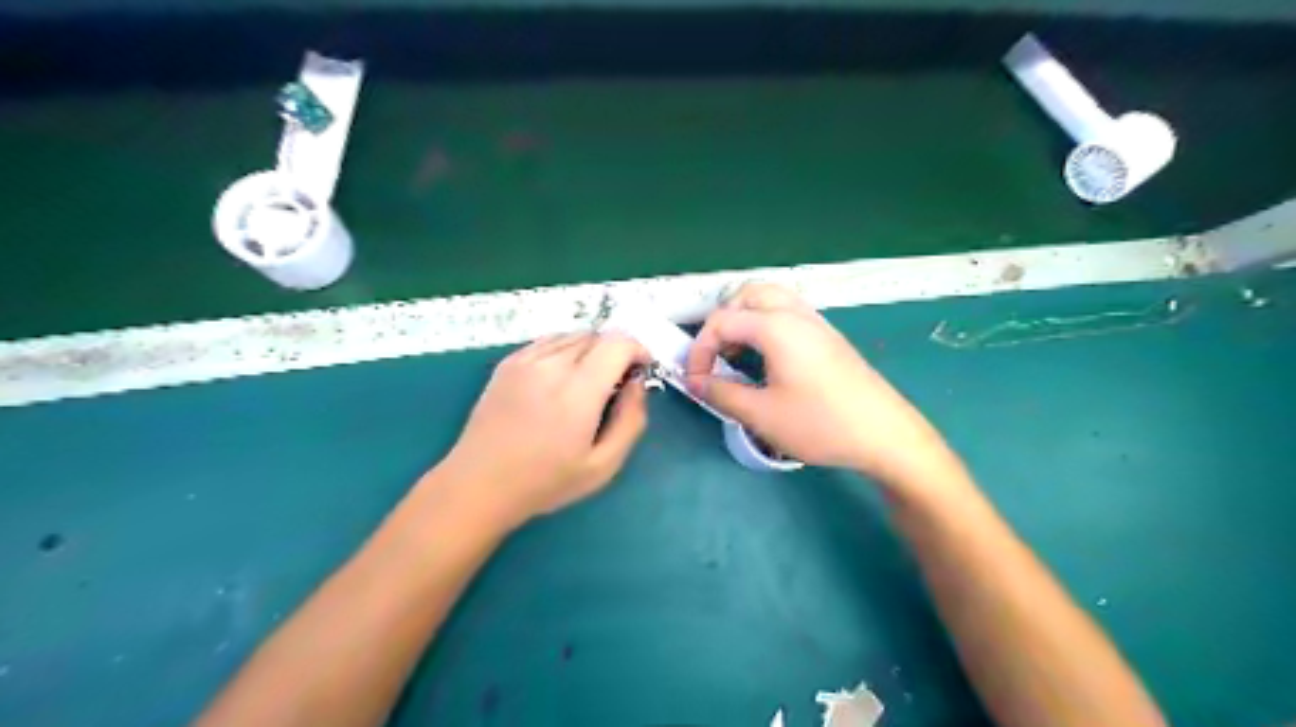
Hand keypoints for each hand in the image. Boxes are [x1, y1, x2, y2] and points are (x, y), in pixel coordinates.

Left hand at [435, 331, 653, 527]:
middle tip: (615, 385)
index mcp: (578, 391)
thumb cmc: (545, 482)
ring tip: (586, 383)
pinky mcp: (508, 362)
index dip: (638, 351)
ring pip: (573, 335)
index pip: (618, 343)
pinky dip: (565, 351)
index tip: (640, 372)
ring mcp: (525, 360)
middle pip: (598, 335)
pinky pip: (548, 341)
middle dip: (616, 353)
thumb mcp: (603, 465)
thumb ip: (631, 420)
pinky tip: (560, 380)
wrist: (479, 484)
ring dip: (591, 350)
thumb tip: (637, 383)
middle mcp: (551, 365)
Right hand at [686, 281, 959, 491]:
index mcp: (776, 327)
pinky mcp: (829, 337)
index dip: (700, 350)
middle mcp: (796, 314)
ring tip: (737, 354)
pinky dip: (766, 324)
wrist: (884, 434)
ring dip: (745, 318)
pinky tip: (767, 358)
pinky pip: (788, 312)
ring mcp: (816, 322)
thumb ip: (721, 393)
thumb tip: (695, 383)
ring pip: (770, 299)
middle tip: (716, 356)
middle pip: (747, 295)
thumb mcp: (761, 414)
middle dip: (722, 321)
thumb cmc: (820, 423)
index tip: (695, 381)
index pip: (722, 321)